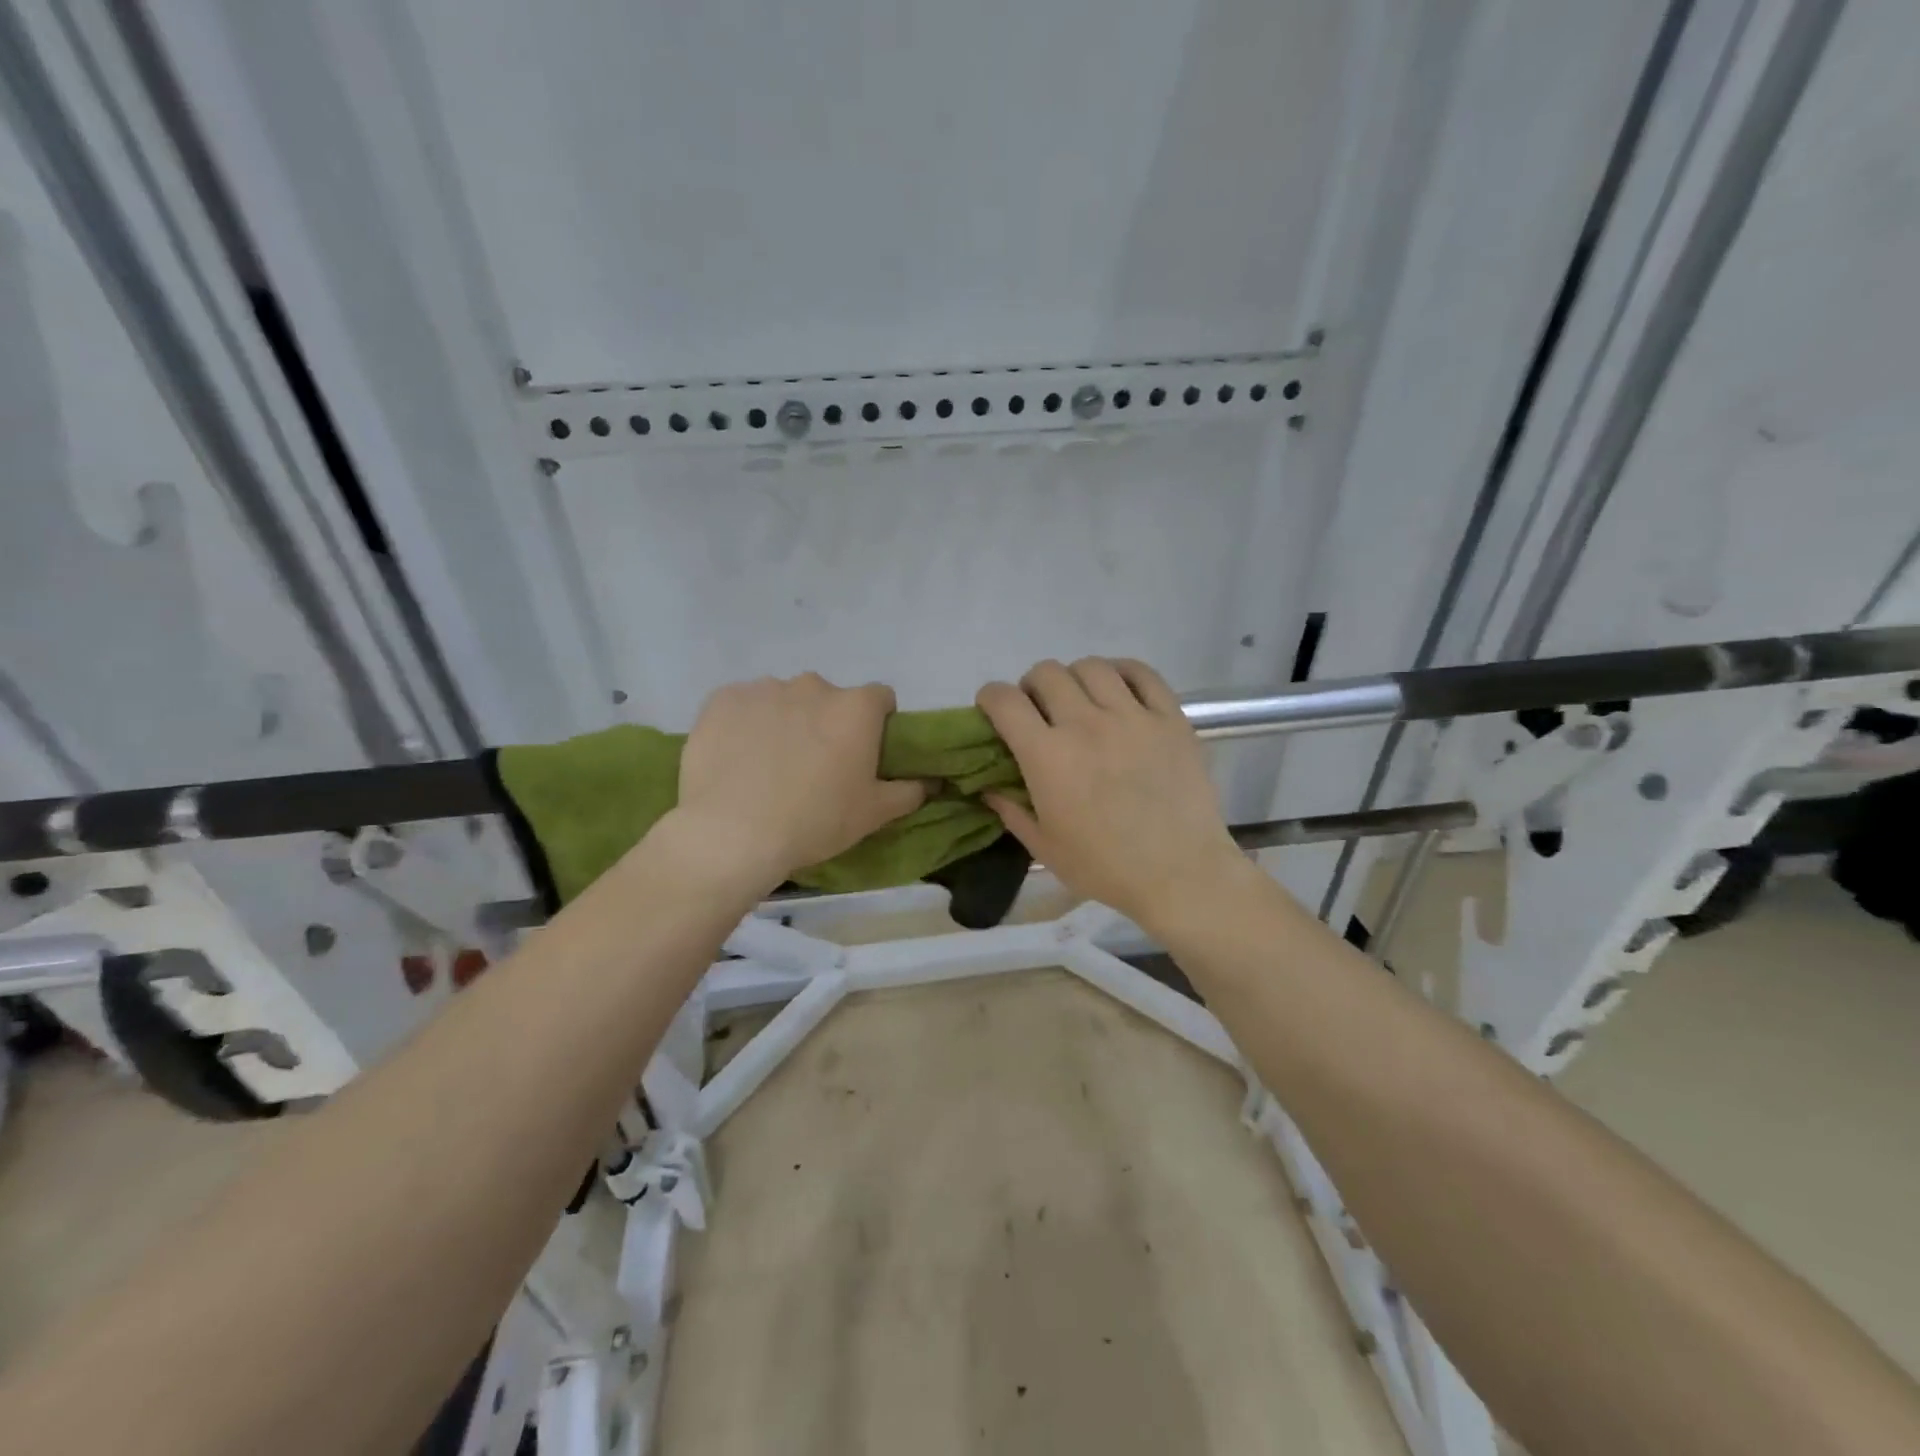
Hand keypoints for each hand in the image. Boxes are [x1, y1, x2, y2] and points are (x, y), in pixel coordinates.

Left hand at [673, 674, 926, 891]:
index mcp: (856, 708)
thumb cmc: (815, 821)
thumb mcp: (873, 814)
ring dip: (785, 721)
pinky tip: (736, 758)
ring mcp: (765, 688)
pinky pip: (743, 705)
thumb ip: (909, 791)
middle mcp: (813, 686)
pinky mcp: (723, 698)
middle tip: (814, 765)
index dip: (876, 723)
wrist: (732, 833)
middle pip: (828, 698)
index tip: (863, 752)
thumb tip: (931, 781)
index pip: (880, 698)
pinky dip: (744, 724)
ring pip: (784, 700)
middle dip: (826, 723)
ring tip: (769, 765)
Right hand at [976, 658, 1246, 931]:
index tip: (993, 711)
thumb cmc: (1106, 867)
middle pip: (1046, 673)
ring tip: (1081, 701)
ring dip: (1075, 679)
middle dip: (1031, 687)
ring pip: (1091, 666)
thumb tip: (987, 786)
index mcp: (1047, 756)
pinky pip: (1142, 672)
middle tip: (1039, 712)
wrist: (1181, 874)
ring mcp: (1132, 716)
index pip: (1004, 700)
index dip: (990, 698)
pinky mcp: (1170, 718)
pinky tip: (1118, 691)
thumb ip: (1011, 810)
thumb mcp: (1044, 848)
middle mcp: (1086, 724)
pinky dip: (1122, 672)